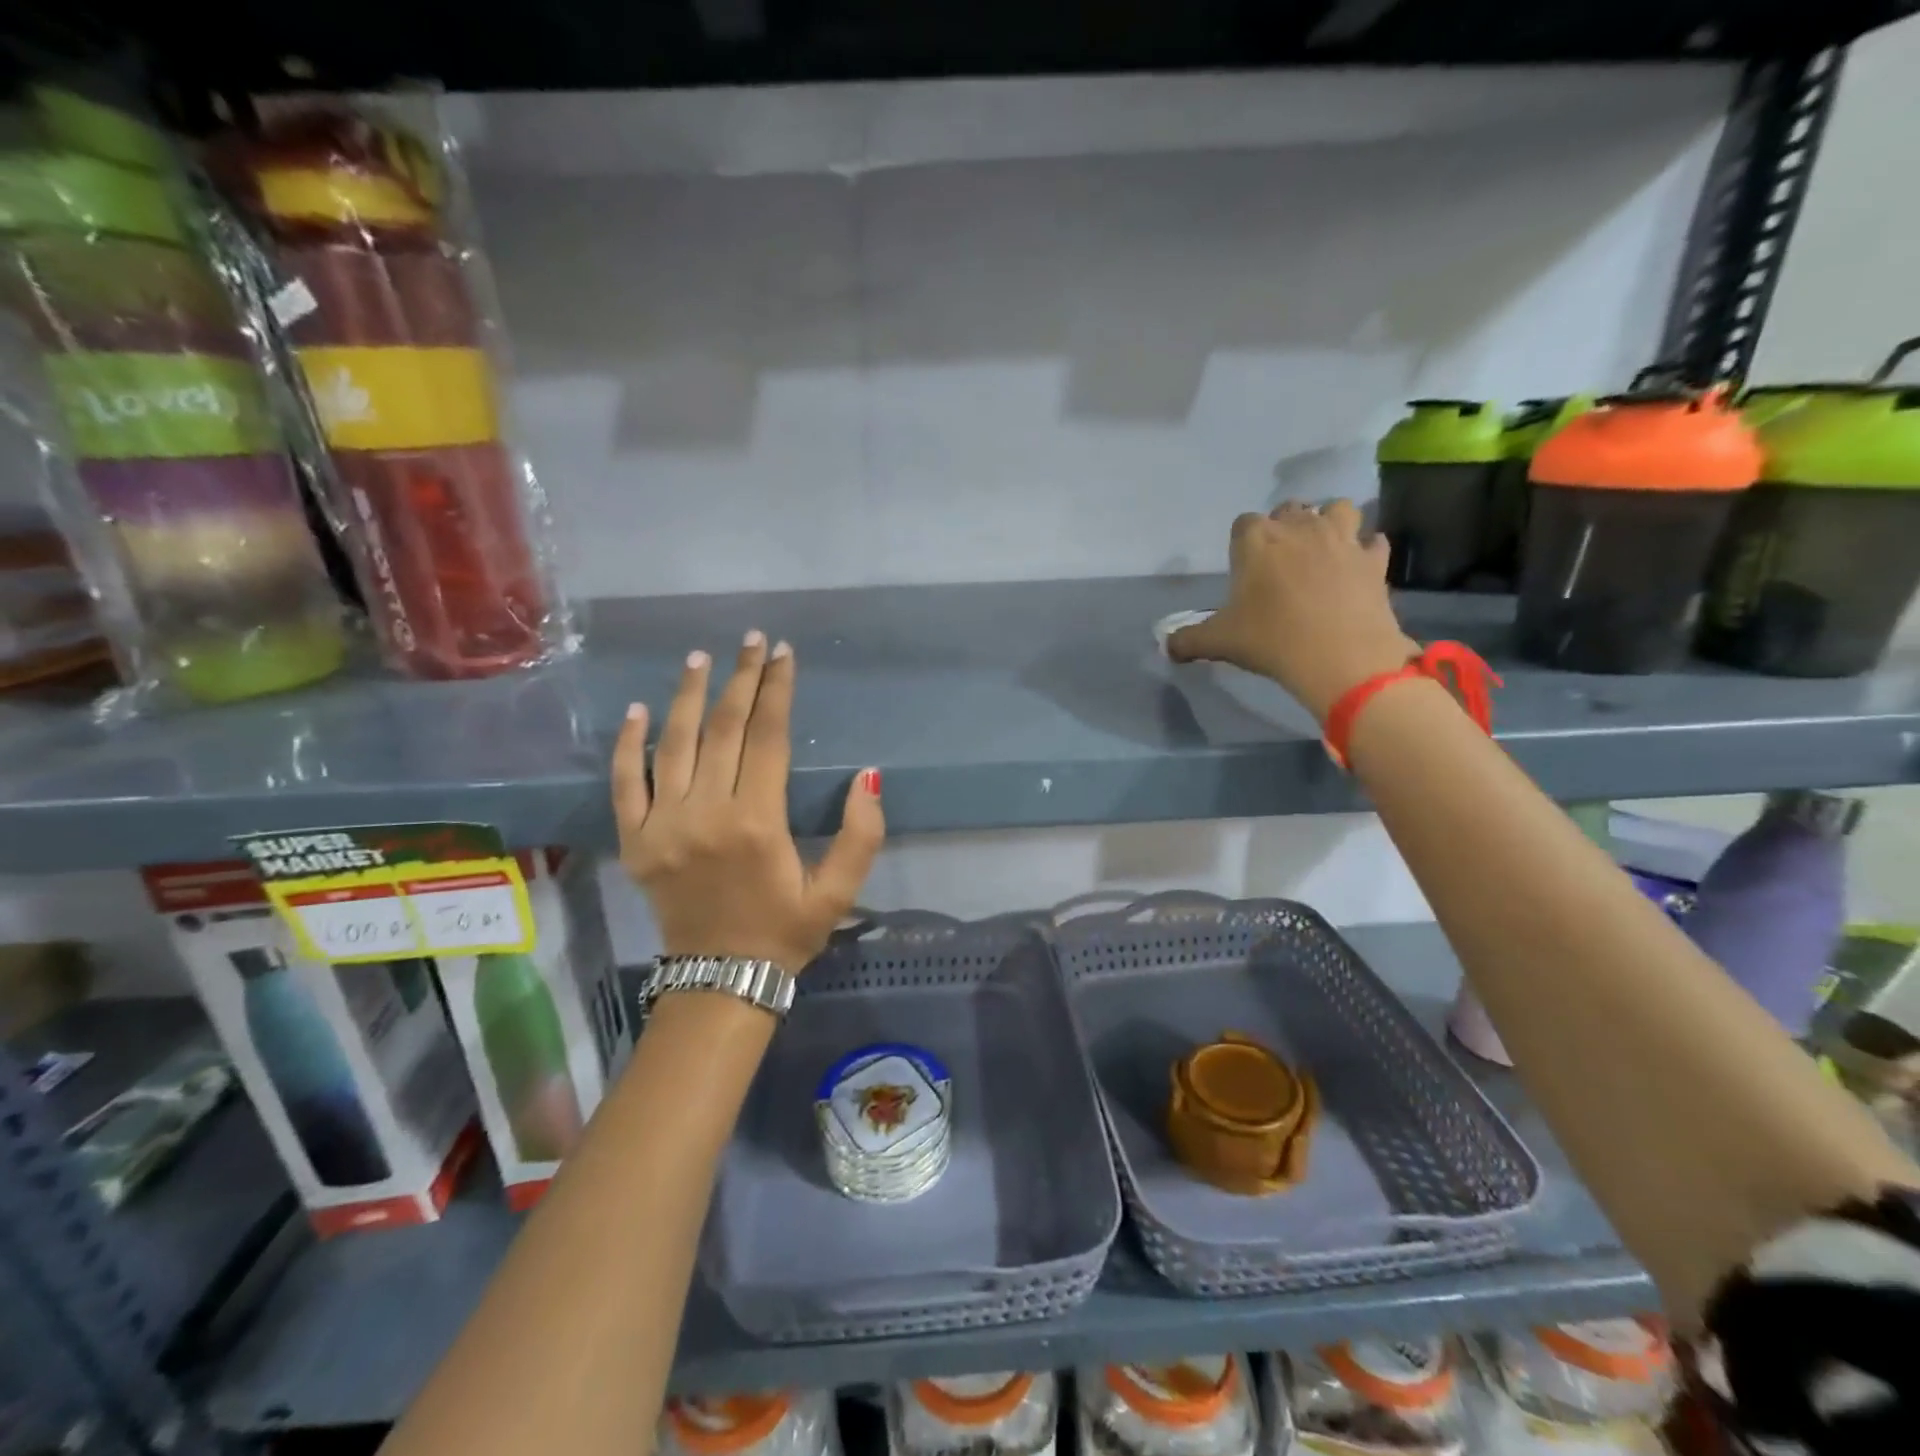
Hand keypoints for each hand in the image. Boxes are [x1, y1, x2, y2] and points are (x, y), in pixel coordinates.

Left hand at [611, 633, 884, 974]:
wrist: (720, 981)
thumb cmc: (785, 932)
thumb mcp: (837, 892)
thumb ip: (860, 835)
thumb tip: (867, 776)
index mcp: (756, 822)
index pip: (767, 737)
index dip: (776, 690)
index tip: (783, 654)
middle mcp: (705, 813)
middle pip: (723, 729)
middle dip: (741, 679)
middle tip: (752, 641)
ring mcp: (662, 825)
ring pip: (673, 744)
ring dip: (689, 697)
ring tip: (701, 659)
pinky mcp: (634, 841)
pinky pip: (625, 783)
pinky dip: (627, 744)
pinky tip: (637, 710)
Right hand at [1167, 500, 1417, 719]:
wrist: (1339, 656)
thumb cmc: (1270, 639)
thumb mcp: (1218, 642)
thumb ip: (1188, 640)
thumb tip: (1166, 646)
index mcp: (1256, 541)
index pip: (1244, 523)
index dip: (1243, 542)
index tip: (1244, 566)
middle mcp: (1299, 528)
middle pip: (1290, 509)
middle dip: (1285, 526)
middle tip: (1280, 559)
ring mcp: (1342, 539)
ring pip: (1338, 508)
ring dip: (1330, 522)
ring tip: (1322, 549)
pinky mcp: (1374, 559)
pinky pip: (1373, 541)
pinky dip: (1365, 550)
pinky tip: (1357, 568)